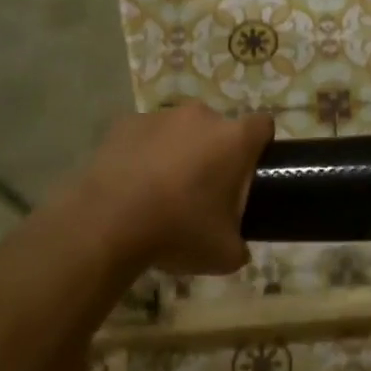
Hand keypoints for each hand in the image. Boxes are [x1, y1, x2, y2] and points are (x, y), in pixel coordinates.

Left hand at [69, 103, 273, 275]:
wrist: (107, 224)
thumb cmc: (178, 231)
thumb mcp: (224, 254)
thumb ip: (240, 245)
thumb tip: (238, 248)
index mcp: (234, 140)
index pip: (263, 126)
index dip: (260, 146)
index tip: (249, 171)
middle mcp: (201, 117)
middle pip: (218, 129)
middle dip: (215, 152)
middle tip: (202, 191)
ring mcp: (160, 116)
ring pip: (180, 130)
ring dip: (178, 151)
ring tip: (161, 190)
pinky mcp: (124, 124)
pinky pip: (145, 135)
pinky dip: (144, 153)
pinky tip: (132, 184)